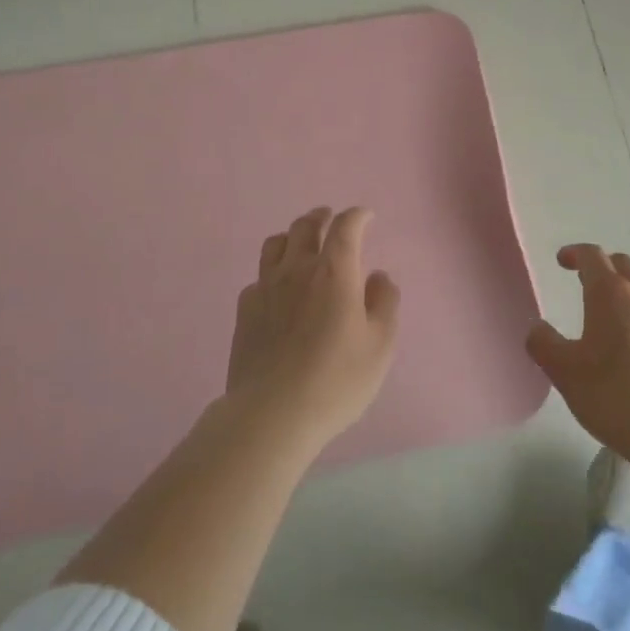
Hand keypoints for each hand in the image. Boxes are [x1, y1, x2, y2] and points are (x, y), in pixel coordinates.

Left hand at [225, 206, 400, 457]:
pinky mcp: (245, 311)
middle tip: (329, 218)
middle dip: (321, 217)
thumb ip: (384, 303)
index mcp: (334, 272)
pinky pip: (259, 276)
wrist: (271, 414)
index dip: (357, 216)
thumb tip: (378, 277)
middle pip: (305, 226)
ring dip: (292, 236)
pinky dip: (273, 272)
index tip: (366, 217)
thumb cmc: (335, 380)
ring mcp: (266, 288)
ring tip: (301, 244)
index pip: (345, 227)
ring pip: (275, 243)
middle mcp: (297, 269)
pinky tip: (278, 289)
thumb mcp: (380, 345)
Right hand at [525, 244, 629, 472]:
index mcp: (610, 293)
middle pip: (622, 264)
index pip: (592, 255)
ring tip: (612, 311)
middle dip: (602, 266)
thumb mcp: (565, 373)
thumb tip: (537, 328)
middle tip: (585, 282)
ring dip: (627, 287)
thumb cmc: (616, 396)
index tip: (562, 261)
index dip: (575, 253)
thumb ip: (544, 345)